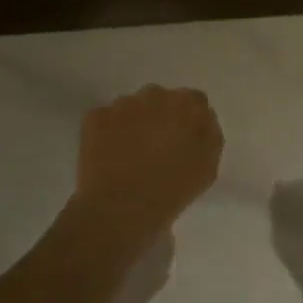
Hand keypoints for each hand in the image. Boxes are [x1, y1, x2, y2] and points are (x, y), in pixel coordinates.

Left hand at [74, 86, 222, 242]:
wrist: (122, 208)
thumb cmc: (173, 189)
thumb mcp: (209, 166)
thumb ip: (208, 134)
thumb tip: (200, 120)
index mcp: (187, 105)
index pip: (194, 102)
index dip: (189, 121)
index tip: (185, 141)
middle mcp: (154, 94)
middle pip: (161, 100)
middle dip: (161, 117)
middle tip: (158, 147)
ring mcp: (121, 105)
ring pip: (132, 108)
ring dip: (134, 124)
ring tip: (131, 155)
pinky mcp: (94, 117)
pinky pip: (107, 120)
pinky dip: (109, 133)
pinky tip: (110, 156)